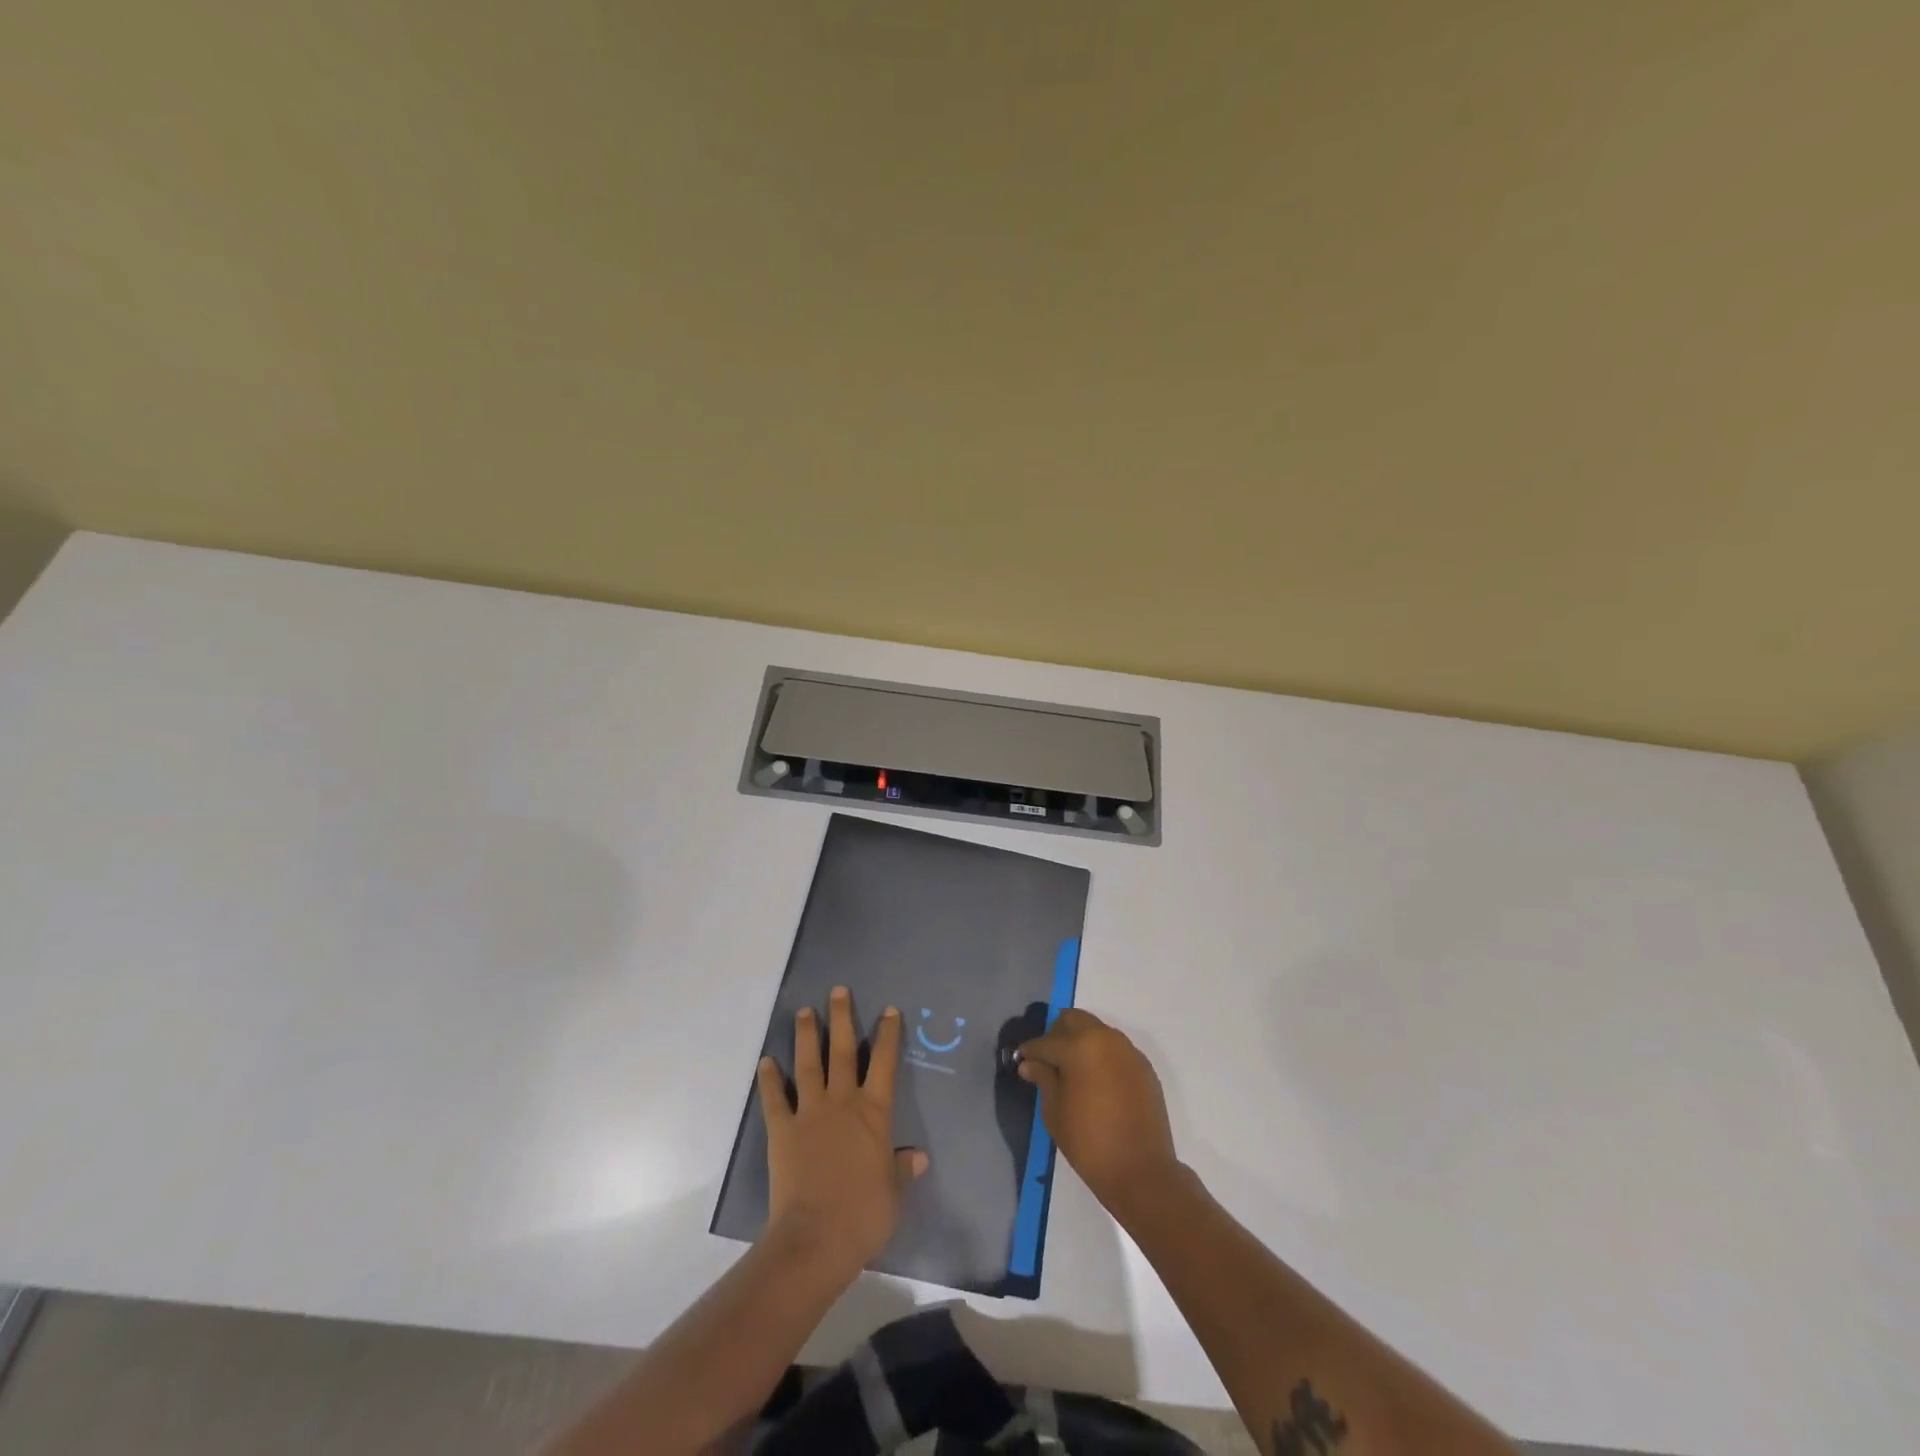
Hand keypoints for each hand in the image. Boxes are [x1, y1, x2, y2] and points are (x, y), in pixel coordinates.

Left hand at [756, 986, 927, 1277]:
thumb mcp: (893, 1194)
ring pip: (809, 1064)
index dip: (887, 1035)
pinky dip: (769, 1080)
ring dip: (807, 1036)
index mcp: (874, 1114)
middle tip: (838, 990)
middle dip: (842, 1018)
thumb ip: (902, 1170)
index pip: (885, 1064)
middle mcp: (843, 1103)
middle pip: (843, 1051)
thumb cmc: (864, 1215)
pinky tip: (766, 1062)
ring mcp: (810, 1113)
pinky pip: (775, 1099)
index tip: (888, 1010)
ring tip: (804, 1011)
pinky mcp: (782, 1130)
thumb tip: (918, 1157)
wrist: (817, 1238)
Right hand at [1017, 1008, 1179, 1220]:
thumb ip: (1043, 1079)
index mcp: (1079, 1046)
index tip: (1022, 1061)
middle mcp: (1105, 1039)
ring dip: (1081, 1042)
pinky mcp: (1144, 1067)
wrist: (1141, 1171)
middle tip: (1048, 1060)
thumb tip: (1030, 1063)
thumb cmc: (1089, 1142)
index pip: (1046, 1042)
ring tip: (1072, 1071)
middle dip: (1057, 1034)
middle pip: (1074, 1020)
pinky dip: (1101, 1056)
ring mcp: (1128, 1051)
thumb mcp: (1055, 1112)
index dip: (1030, 1052)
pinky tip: (1096, 1082)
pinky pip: (1116, 1050)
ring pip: (1097, 1032)